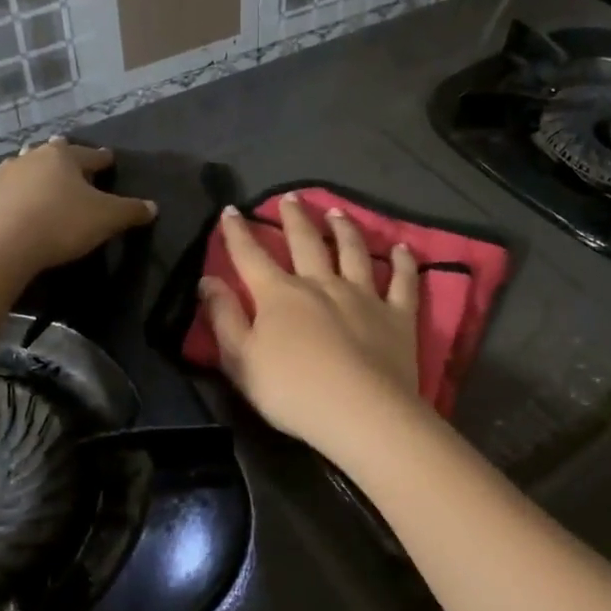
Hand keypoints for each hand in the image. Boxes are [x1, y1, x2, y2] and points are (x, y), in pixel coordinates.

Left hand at [0, 138, 155, 278]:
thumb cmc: (59, 224)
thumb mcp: (106, 219)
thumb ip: (130, 211)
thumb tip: (152, 207)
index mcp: (62, 159)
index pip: (88, 155)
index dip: (101, 158)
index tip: (109, 158)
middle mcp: (28, 160)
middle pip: (48, 154)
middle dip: (59, 157)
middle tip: (66, 158)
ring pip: (17, 170)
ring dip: (28, 174)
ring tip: (35, 180)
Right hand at [200, 195, 424, 453]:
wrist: (360, 413)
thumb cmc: (292, 392)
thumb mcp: (242, 360)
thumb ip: (224, 318)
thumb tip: (208, 280)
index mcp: (279, 295)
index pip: (251, 256)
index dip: (238, 233)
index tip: (232, 210)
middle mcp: (321, 284)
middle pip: (305, 243)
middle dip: (294, 218)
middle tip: (290, 197)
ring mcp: (363, 296)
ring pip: (352, 252)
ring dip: (344, 229)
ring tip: (337, 212)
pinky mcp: (397, 315)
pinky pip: (402, 281)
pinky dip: (402, 263)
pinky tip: (402, 249)